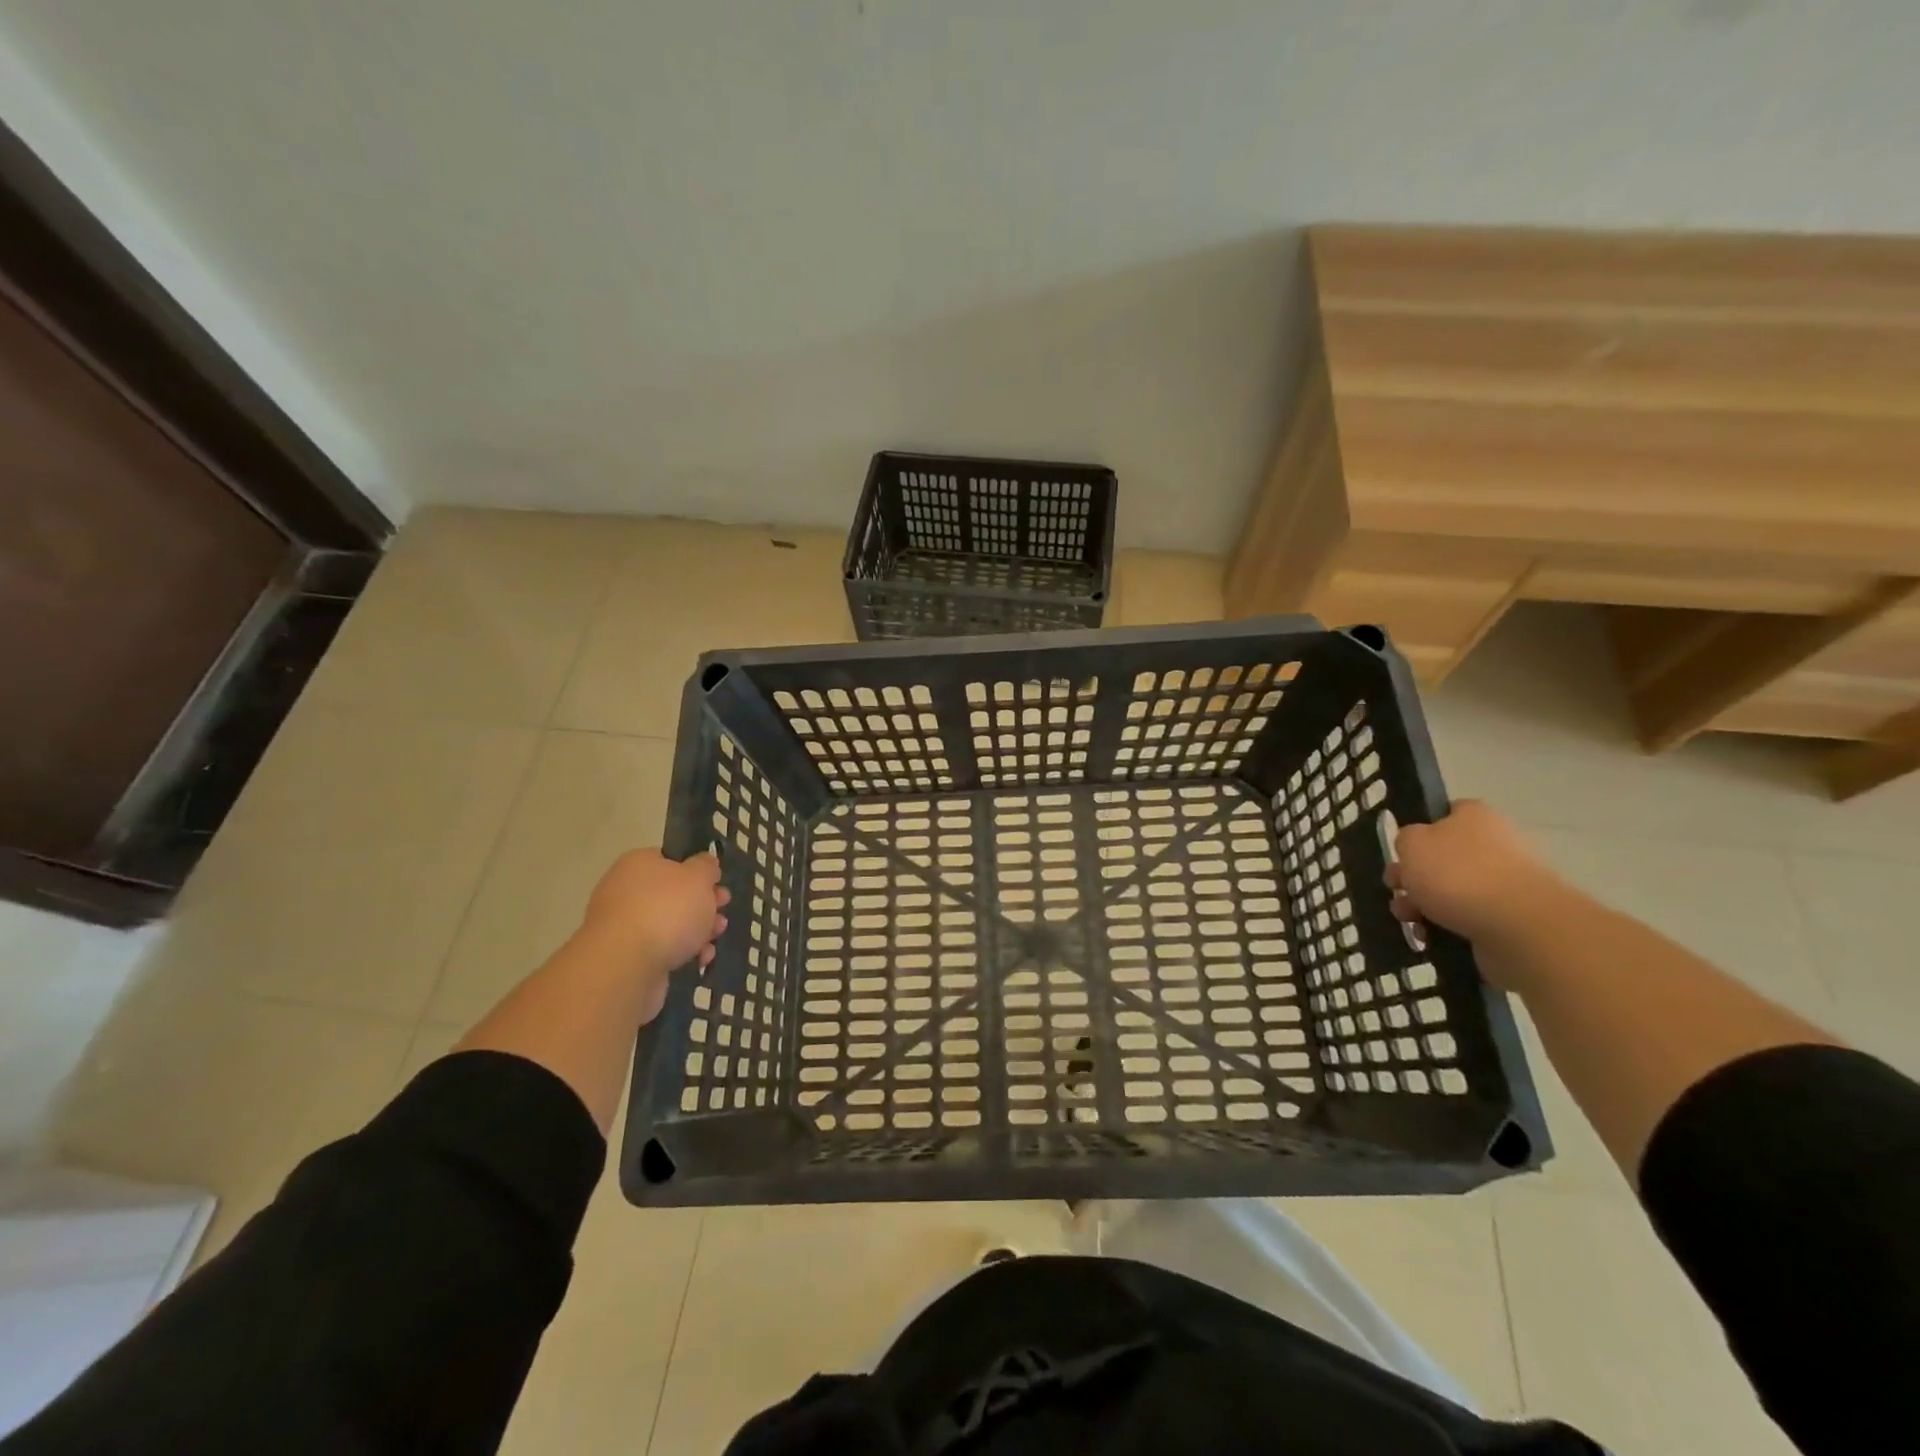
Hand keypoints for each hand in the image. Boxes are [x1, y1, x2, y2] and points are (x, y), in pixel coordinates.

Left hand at [582, 849, 729, 979]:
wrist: (626, 966)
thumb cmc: (666, 910)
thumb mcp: (698, 878)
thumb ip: (706, 867)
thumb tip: (705, 863)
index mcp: (638, 864)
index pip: (670, 859)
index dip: (698, 870)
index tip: (718, 883)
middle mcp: (626, 891)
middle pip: (673, 894)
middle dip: (703, 904)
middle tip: (722, 910)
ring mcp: (624, 926)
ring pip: (670, 923)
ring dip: (698, 930)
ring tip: (716, 937)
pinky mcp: (627, 957)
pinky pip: (661, 949)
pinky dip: (682, 952)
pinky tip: (700, 959)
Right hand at [1387, 801, 1563, 951]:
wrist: (1518, 926)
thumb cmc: (1458, 873)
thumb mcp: (1411, 843)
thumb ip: (1405, 839)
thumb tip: (1415, 849)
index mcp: (1474, 817)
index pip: (1444, 814)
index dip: (1418, 831)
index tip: (1401, 852)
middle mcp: (1494, 845)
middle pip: (1442, 857)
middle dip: (1412, 877)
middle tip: (1396, 890)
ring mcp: (1504, 883)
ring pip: (1450, 891)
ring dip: (1422, 905)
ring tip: (1410, 920)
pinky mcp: (1509, 918)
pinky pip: (1465, 919)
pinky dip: (1444, 927)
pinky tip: (1429, 936)